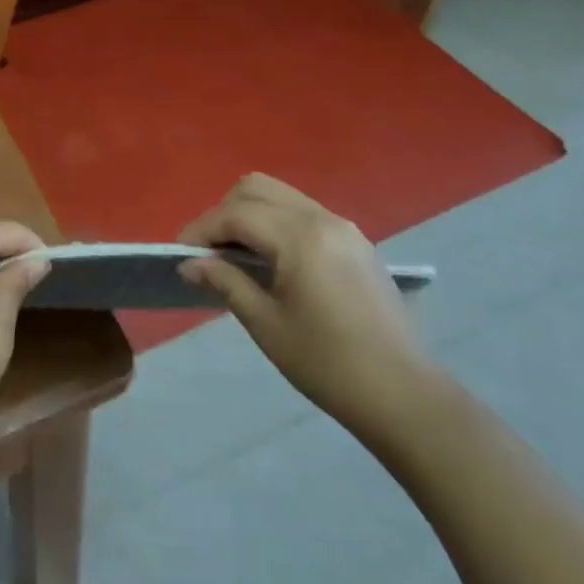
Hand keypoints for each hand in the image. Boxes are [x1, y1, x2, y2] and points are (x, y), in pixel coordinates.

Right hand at [178, 173, 440, 449]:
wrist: (403, 394)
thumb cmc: (327, 363)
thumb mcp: (266, 324)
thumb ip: (226, 281)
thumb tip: (190, 263)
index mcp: (299, 236)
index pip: (235, 214)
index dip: (201, 229)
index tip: (179, 254)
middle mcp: (322, 218)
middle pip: (256, 189)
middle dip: (224, 213)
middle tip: (208, 252)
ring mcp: (343, 227)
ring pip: (281, 196)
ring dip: (250, 215)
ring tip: (234, 255)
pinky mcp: (356, 242)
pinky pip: (303, 213)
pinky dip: (276, 223)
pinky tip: (270, 261)